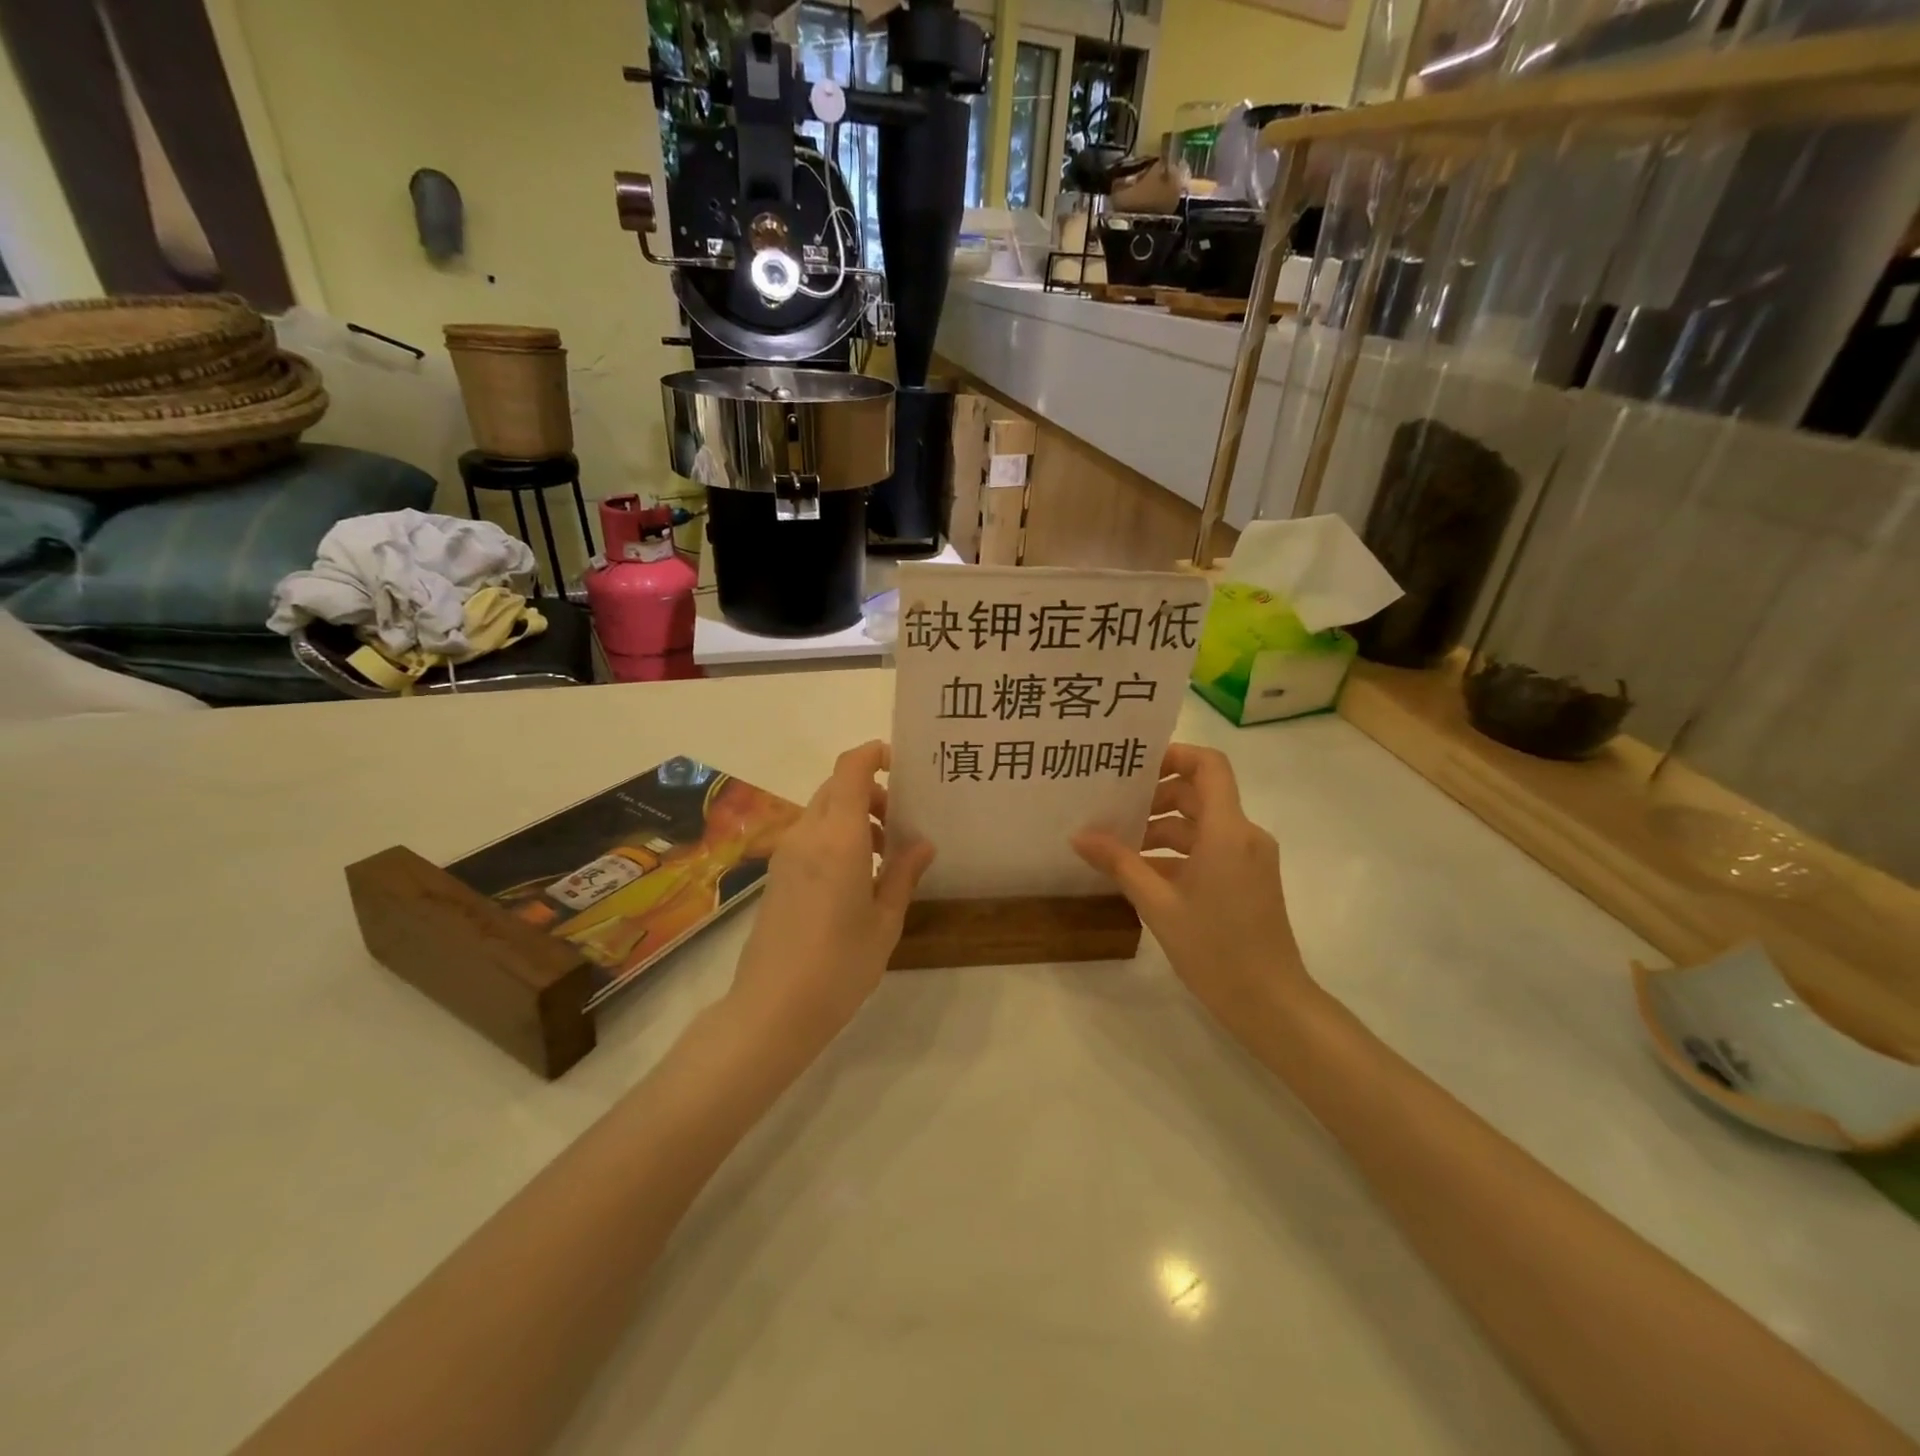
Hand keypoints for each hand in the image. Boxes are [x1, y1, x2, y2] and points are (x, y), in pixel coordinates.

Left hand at [728, 741, 934, 1058]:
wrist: (772, 1009)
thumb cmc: (840, 965)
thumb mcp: (885, 920)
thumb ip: (904, 874)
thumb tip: (923, 843)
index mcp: (839, 838)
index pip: (850, 769)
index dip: (873, 754)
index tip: (901, 764)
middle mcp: (807, 834)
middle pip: (837, 786)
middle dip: (871, 791)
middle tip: (901, 822)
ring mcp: (786, 853)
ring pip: (823, 811)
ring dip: (854, 816)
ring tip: (885, 856)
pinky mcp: (777, 874)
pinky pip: (810, 835)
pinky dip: (836, 836)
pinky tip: (857, 877)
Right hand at [1073, 744, 1312, 1042]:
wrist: (1270, 1003)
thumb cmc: (1215, 949)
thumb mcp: (1159, 905)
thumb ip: (1120, 864)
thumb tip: (1079, 836)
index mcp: (1228, 830)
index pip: (1209, 765)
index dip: (1174, 755)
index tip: (1134, 768)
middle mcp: (1244, 834)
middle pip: (1199, 793)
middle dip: (1156, 797)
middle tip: (1113, 810)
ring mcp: (1249, 857)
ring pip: (1202, 823)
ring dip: (1162, 827)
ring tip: (1119, 846)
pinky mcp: (1248, 878)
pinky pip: (1210, 848)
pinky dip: (1178, 852)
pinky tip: (1142, 872)